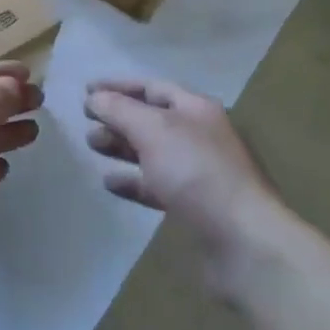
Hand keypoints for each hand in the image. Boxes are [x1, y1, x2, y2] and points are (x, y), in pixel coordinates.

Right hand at [84, 80, 282, 290]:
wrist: (243, 242)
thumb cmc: (197, 173)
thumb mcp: (153, 130)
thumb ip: (120, 110)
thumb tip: (95, 98)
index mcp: (196, 108)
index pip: (151, 87)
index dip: (118, 86)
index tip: (86, 92)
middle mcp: (200, 135)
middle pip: (152, 118)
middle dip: (118, 117)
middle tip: (86, 123)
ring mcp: (199, 172)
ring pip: (153, 151)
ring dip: (122, 147)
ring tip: (93, 146)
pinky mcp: (195, 206)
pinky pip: (157, 185)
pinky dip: (133, 181)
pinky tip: (110, 183)